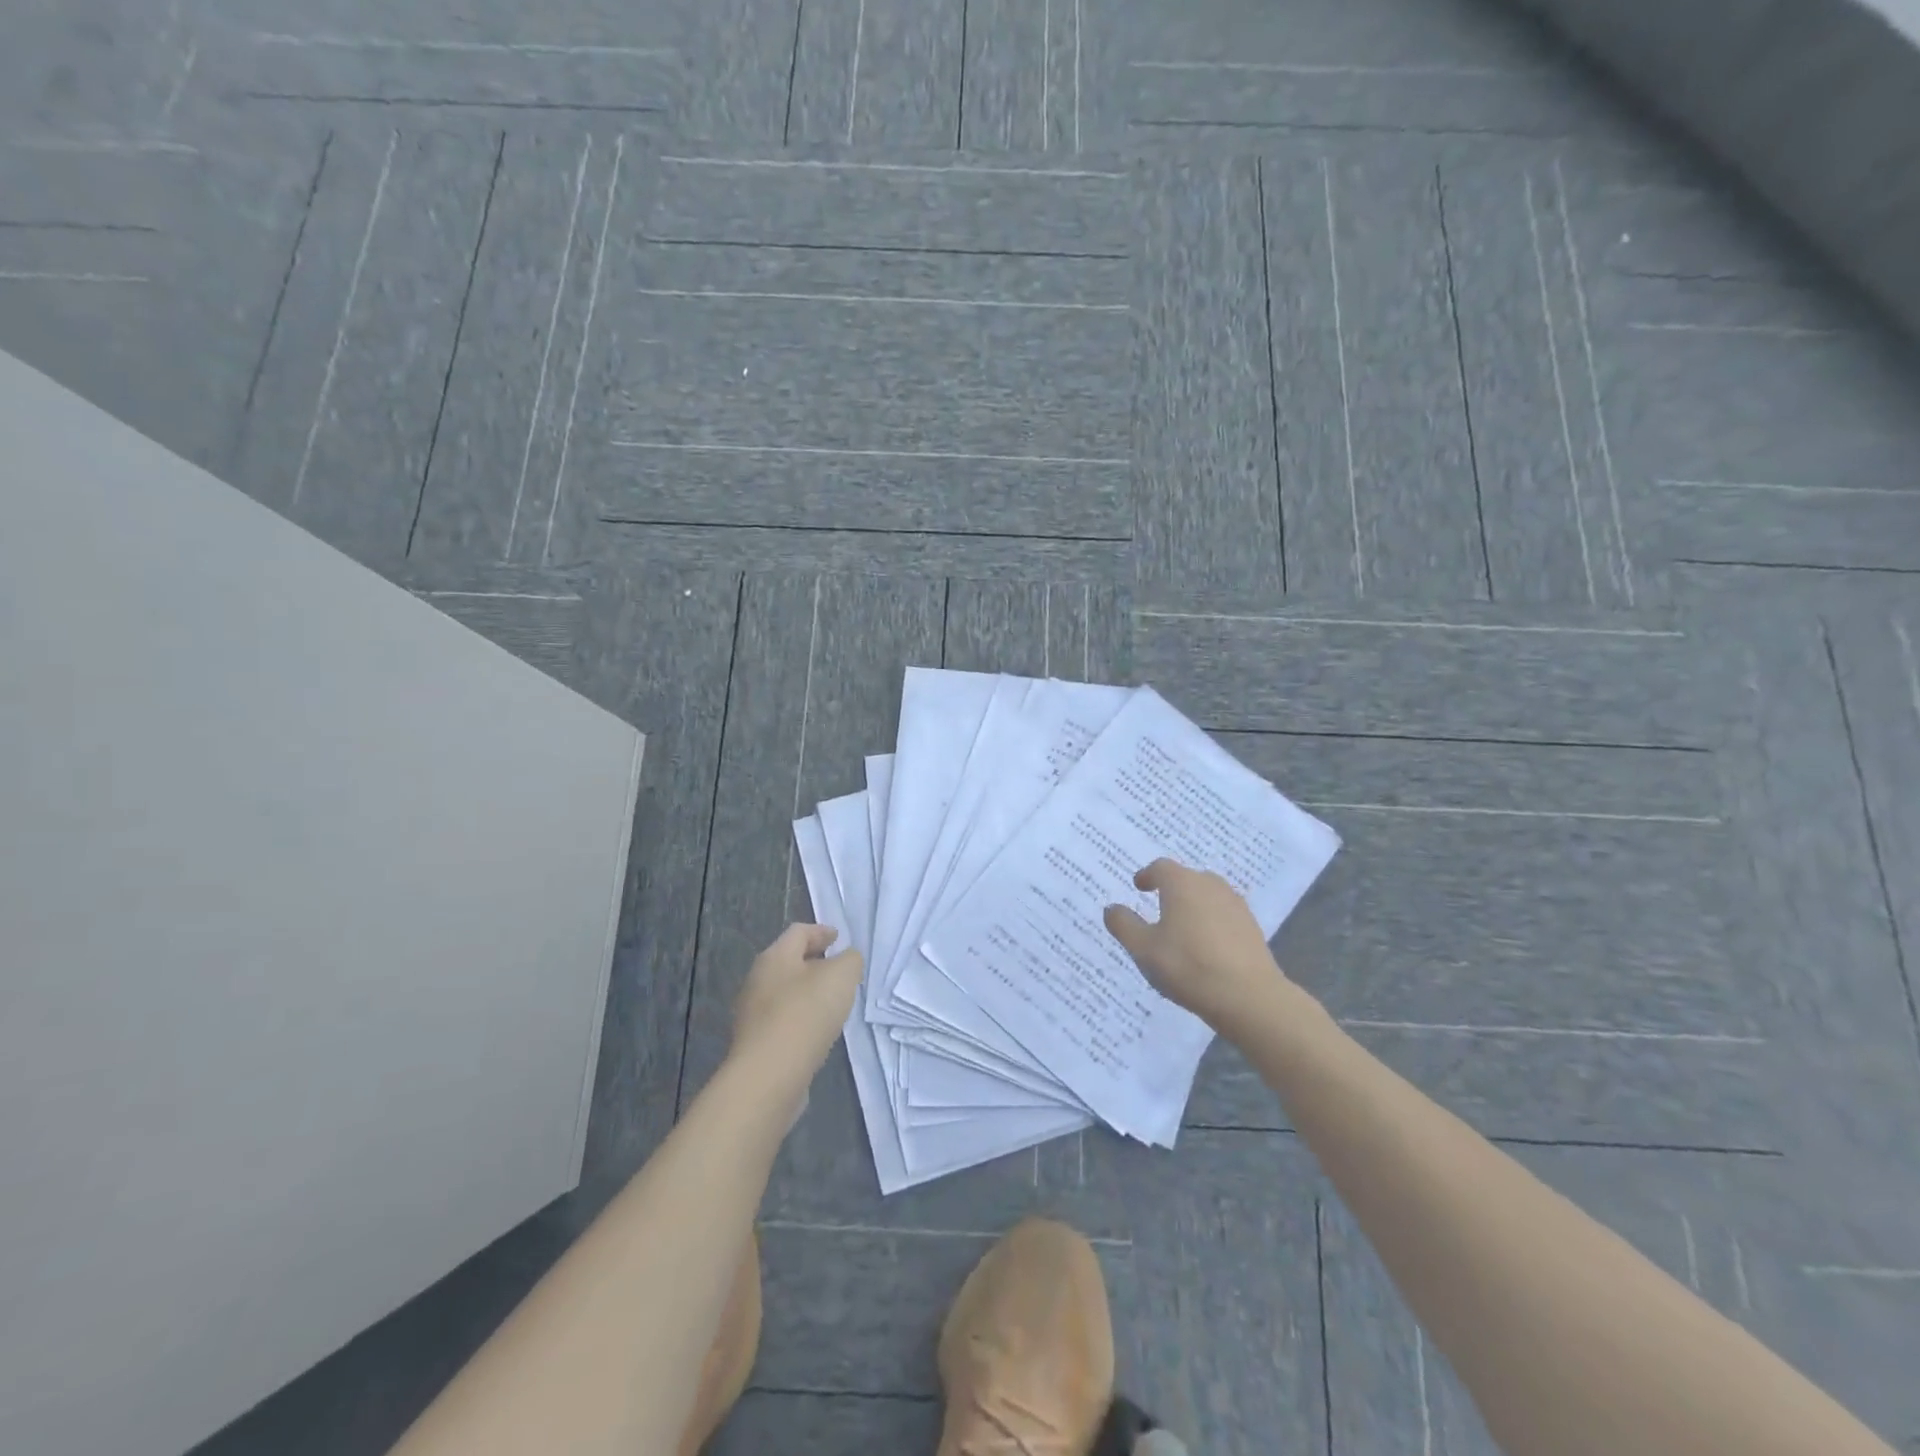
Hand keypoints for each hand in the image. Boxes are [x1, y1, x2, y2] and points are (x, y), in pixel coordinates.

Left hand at [729, 924, 863, 1083]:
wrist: (770, 1076)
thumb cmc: (806, 1013)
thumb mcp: (841, 976)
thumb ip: (849, 960)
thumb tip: (846, 960)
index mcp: (775, 957)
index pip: (798, 932)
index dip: (821, 931)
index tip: (839, 938)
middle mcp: (758, 980)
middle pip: (789, 962)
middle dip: (814, 962)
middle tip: (838, 969)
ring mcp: (753, 1014)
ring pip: (785, 992)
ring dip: (808, 992)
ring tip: (832, 1002)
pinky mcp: (756, 1043)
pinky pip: (782, 1020)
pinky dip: (801, 1018)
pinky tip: (817, 1030)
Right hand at [1103, 859, 1286, 1028]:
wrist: (1249, 997)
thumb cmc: (1188, 966)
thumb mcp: (1143, 948)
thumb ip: (1124, 925)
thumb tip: (1112, 908)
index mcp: (1182, 884)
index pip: (1161, 867)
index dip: (1148, 875)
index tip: (1139, 887)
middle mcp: (1210, 885)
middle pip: (1187, 878)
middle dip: (1172, 888)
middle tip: (1158, 905)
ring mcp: (1235, 905)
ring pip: (1208, 895)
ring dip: (1193, 904)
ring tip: (1182, 926)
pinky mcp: (1252, 927)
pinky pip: (1224, 914)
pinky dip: (1211, 921)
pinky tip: (1206, 944)